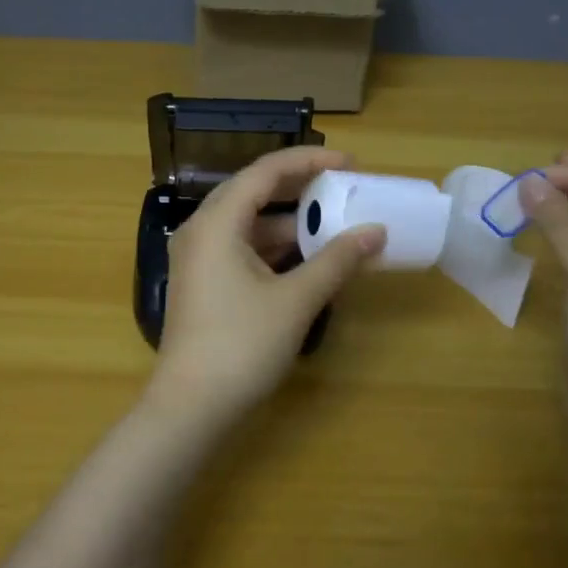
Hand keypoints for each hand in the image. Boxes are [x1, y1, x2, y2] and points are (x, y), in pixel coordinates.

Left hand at [146, 147, 386, 430]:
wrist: (192, 407)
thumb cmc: (241, 345)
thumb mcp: (296, 300)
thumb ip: (337, 261)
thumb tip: (376, 232)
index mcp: (217, 222)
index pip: (266, 171)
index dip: (310, 161)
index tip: (350, 164)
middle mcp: (202, 230)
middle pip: (254, 192)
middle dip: (301, 188)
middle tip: (343, 188)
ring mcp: (199, 258)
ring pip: (249, 224)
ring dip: (290, 222)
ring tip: (334, 225)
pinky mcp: (204, 283)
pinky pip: (243, 249)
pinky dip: (276, 248)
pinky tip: (308, 259)